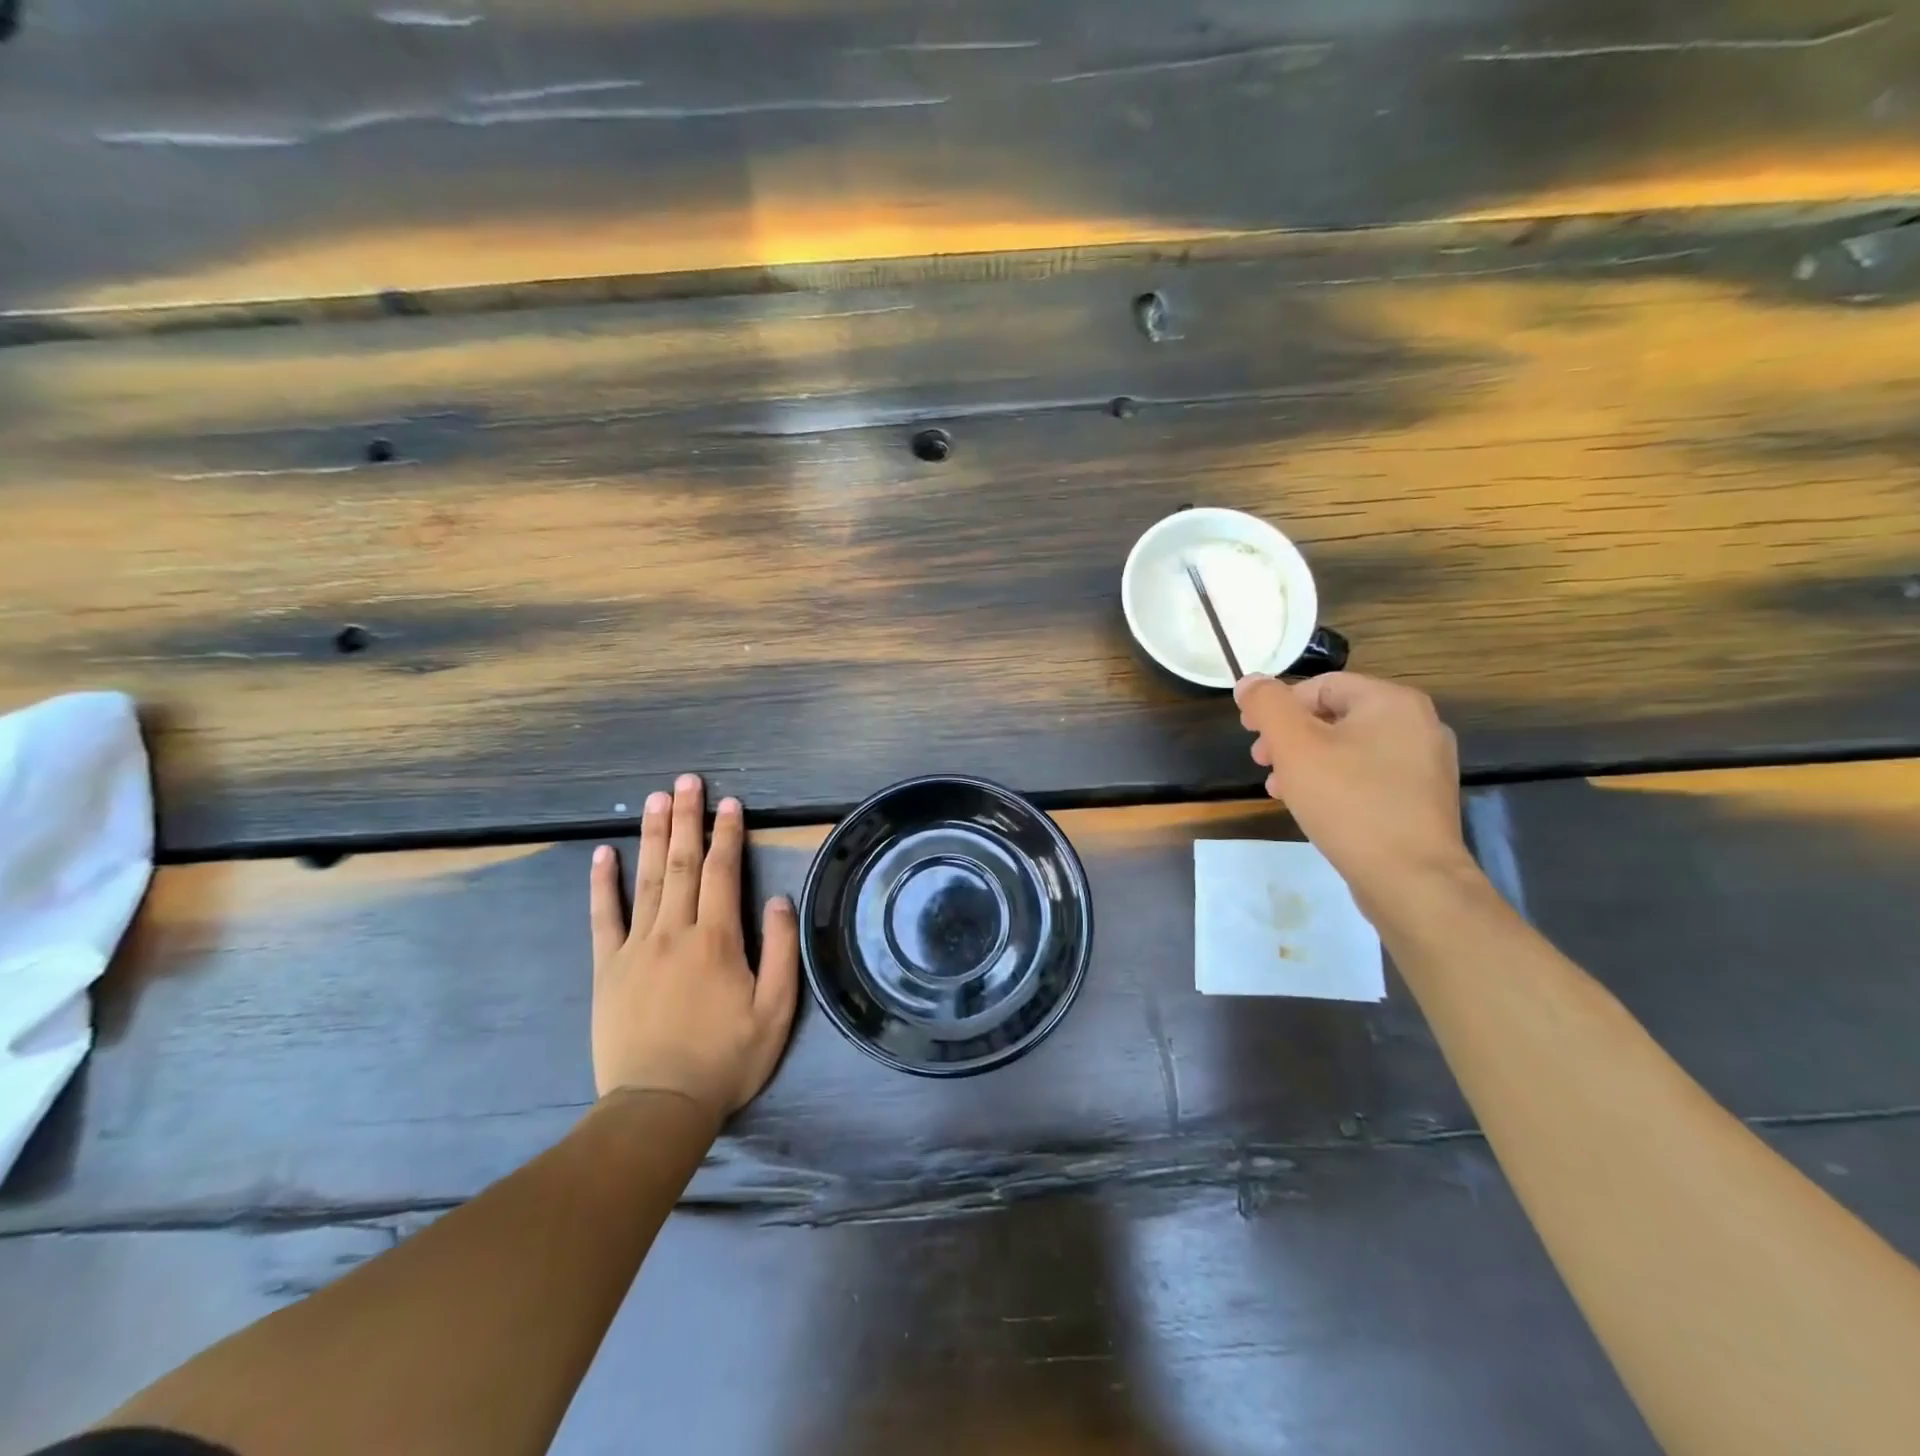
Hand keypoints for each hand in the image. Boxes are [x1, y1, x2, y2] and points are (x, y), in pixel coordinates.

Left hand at [587, 773, 798, 1119]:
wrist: (659, 1106)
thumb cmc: (726, 1059)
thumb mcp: (776, 1012)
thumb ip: (781, 952)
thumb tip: (777, 900)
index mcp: (718, 939)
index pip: (722, 872)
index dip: (726, 834)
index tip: (729, 802)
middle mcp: (675, 931)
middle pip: (681, 863)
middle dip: (686, 818)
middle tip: (686, 781)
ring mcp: (636, 947)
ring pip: (646, 879)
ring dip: (651, 835)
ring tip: (655, 799)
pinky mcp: (607, 968)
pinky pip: (603, 917)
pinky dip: (603, 884)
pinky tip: (603, 854)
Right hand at [1235, 672, 1476, 914]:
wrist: (1410, 878)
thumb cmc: (1348, 802)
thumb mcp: (1294, 745)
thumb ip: (1268, 705)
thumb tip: (1250, 680)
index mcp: (1392, 701)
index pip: (1321, 686)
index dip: (1278, 705)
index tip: (1249, 733)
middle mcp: (1418, 724)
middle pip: (1335, 716)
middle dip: (1290, 736)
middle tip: (1262, 762)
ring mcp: (1425, 764)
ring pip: (1349, 749)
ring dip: (1307, 762)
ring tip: (1279, 788)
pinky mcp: (1422, 799)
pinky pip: (1368, 776)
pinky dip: (1335, 783)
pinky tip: (1312, 807)